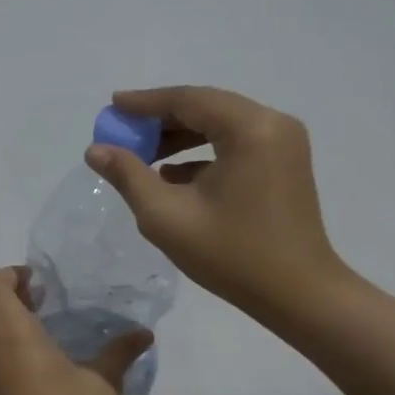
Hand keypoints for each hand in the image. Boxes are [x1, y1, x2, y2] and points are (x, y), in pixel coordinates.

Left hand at [0, 267, 151, 394]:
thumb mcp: (101, 386)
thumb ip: (119, 354)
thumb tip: (144, 334)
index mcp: (10, 331)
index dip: (10, 275)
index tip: (38, 287)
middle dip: (17, 307)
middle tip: (50, 316)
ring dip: (11, 338)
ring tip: (46, 355)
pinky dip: (3, 366)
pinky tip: (32, 390)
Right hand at [86, 85, 342, 316]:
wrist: (299, 295)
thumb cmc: (232, 255)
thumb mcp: (167, 216)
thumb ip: (128, 176)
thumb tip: (96, 150)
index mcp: (249, 129)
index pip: (188, 100)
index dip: (145, 103)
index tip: (112, 107)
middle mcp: (272, 123)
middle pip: (206, 107)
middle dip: (161, 120)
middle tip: (123, 133)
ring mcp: (283, 142)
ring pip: (220, 124)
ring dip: (180, 136)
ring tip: (142, 156)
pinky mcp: (285, 162)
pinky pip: (236, 143)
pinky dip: (203, 152)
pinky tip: (172, 175)